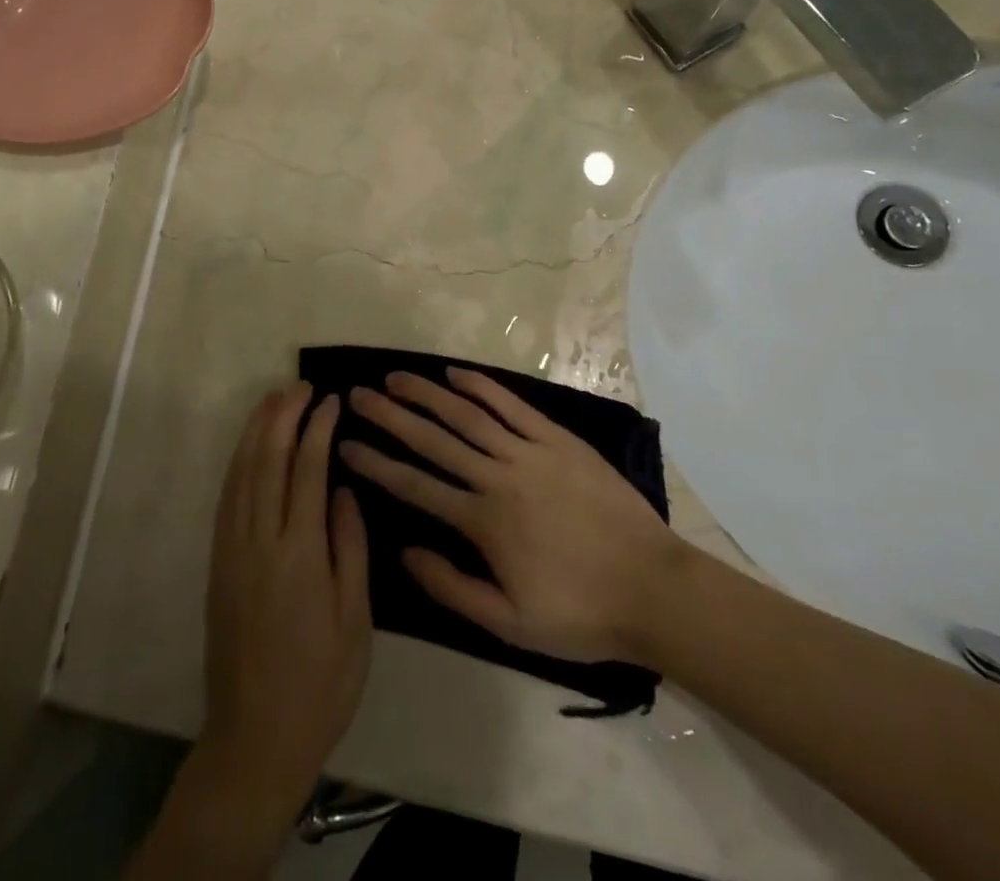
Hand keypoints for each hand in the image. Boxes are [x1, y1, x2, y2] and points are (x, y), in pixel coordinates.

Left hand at [201, 385, 370, 798]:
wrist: (256, 736)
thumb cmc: (320, 682)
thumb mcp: (355, 620)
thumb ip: (349, 547)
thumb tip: (343, 488)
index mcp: (299, 554)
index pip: (307, 470)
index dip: (317, 429)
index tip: (330, 400)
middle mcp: (259, 541)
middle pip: (267, 460)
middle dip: (283, 416)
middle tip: (300, 385)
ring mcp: (232, 550)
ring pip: (241, 473)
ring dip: (256, 430)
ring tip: (273, 399)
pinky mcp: (217, 563)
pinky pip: (227, 498)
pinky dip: (238, 463)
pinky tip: (249, 448)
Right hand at [340, 368, 685, 666]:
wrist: (654, 589)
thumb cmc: (580, 613)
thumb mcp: (510, 624)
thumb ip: (452, 587)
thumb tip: (405, 552)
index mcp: (483, 522)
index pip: (416, 486)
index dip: (377, 463)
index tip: (345, 445)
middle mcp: (498, 476)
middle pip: (433, 439)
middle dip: (390, 416)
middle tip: (356, 396)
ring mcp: (529, 452)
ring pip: (467, 415)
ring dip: (427, 394)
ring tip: (395, 378)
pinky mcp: (558, 439)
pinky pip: (512, 406)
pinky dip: (481, 387)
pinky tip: (455, 374)